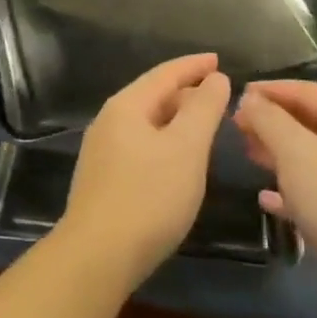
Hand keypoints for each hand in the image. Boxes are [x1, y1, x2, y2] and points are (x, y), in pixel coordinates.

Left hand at [56, 54, 230, 287]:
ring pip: (147, 123)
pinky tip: (178, 161)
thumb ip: (203, 109)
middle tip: (218, 97)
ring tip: (203, 126)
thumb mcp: (186, 148)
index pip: (165, 73)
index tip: (219, 60)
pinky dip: (165, 142)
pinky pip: (141, 146)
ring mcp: (102, 152)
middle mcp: (109, 121)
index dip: (194, 65)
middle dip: (186, 93)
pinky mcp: (103, 180)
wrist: (97, 256)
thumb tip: (215, 78)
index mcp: (126, 106)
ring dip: (176, 119)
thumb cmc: (148, 196)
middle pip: (153, 96)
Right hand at [235, 81, 316, 317]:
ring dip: (279, 153)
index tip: (238, 95)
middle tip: (238, 127)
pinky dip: (292, 190)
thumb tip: (249, 98)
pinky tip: (267, 199)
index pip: (306, 91)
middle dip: (272, 122)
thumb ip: (269, 120)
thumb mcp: (296, 153)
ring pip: (313, 157)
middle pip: (310, 122)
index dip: (270, 90)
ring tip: (249, 154)